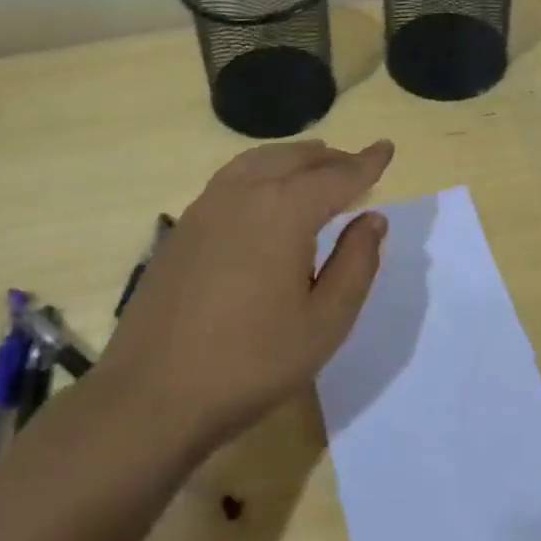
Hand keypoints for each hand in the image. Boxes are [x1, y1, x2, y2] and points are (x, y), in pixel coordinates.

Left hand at [102, 139, 394, 452]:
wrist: (154, 393)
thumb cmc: (252, 362)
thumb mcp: (325, 322)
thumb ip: (356, 264)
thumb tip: (373, 219)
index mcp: (283, 211)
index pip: (336, 176)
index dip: (366, 163)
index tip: (387, 147)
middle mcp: (243, 194)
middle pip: (294, 160)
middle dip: (330, 159)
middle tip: (356, 164)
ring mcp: (205, 208)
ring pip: (256, 162)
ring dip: (291, 159)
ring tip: (313, 166)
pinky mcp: (181, 228)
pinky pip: (230, 180)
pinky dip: (259, 172)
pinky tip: (263, 194)